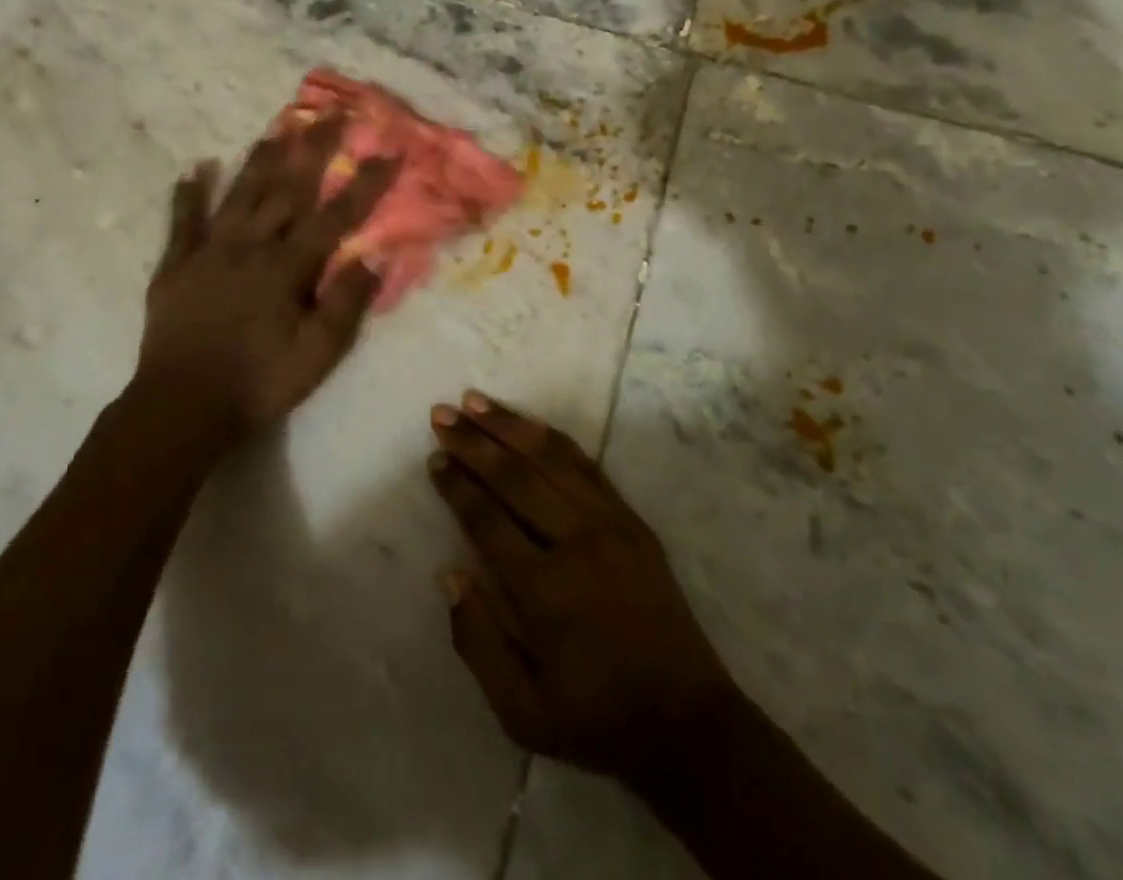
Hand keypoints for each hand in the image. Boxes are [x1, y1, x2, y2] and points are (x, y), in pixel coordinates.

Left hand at [135, 116, 397, 445]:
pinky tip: (196, 167)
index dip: (366, 182)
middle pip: (287, 188)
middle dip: (314, 148)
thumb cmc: (257, 383)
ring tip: (279, 124)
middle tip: (332, 113)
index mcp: (287, 267)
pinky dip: (189, 193)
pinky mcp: (176, 266)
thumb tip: (373, 256)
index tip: (389, 150)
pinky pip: (183, 221)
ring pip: (240, 193)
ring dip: (261, 157)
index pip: (336, 215)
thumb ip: (345, 303)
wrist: (180, 408)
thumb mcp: (316, 355)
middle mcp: (249, 246)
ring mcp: (209, 251)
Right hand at [427, 393, 739, 787]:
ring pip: (551, 458)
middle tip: (441, 415)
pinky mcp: (631, 519)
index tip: (434, 458)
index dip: (457, 485)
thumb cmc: (597, 719)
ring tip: (476, 401)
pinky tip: (530, 425)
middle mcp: (576, 543)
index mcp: (544, 591)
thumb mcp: (522, 712)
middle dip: (474, 442)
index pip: (487, 519)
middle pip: (515, 477)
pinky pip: (586, 465)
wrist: (688, 721)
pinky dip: (553, 439)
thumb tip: (449, 573)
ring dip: (510, 426)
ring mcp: (610, 524)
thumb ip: (477, 642)